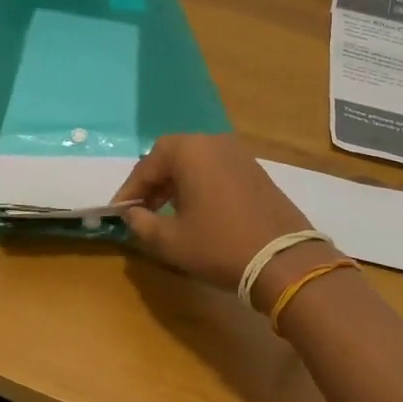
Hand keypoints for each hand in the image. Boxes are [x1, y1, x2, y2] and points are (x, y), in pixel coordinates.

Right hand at [112, 134, 335, 307]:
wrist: (284, 259)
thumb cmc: (219, 245)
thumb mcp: (171, 241)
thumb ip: (142, 224)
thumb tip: (131, 214)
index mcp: (189, 150)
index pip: (147, 165)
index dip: (130, 191)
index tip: (119, 213)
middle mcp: (213, 142)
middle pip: (172, 156)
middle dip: (153, 183)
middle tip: (142, 211)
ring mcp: (238, 154)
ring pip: (195, 162)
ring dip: (177, 184)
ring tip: (167, 213)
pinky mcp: (255, 170)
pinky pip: (216, 170)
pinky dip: (200, 185)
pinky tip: (198, 211)